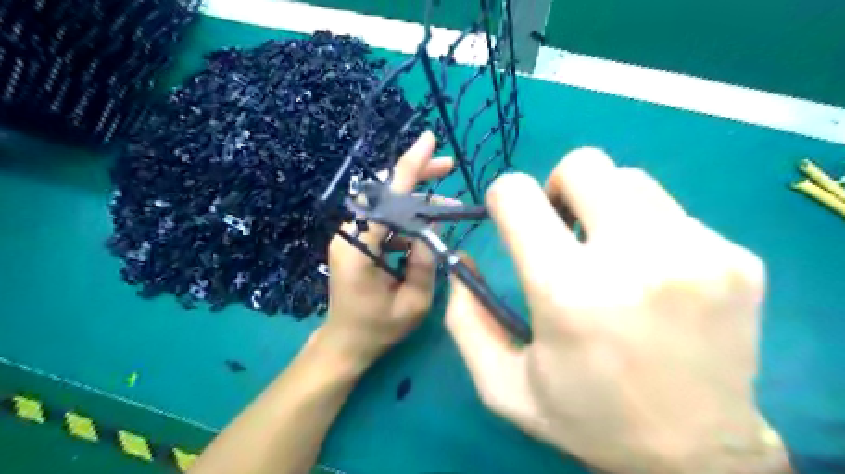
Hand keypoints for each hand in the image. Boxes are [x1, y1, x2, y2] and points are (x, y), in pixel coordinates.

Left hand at [322, 131, 455, 367]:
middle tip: (447, 166)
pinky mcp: (357, 242)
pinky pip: (385, 220)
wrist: (345, 343)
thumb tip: (433, 225)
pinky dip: (408, 219)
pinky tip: (427, 226)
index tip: (429, 140)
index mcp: (360, 247)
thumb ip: (425, 262)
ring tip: (448, 206)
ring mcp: (351, 236)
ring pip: (387, 205)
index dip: (410, 166)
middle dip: (417, 175)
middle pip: (386, 192)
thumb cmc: (379, 328)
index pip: (389, 197)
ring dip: (417, 202)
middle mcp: (351, 234)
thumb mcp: (414, 302)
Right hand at [445, 148, 788, 473]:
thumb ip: (465, 319)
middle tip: (562, 229)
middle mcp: (635, 260)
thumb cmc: (588, 418)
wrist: (697, 455)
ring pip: (628, 180)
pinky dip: (646, 228)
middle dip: (558, 188)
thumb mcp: (502, 386)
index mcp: (568, 292)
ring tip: (608, 252)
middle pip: (583, 165)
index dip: (504, 197)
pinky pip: (670, 210)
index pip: (517, 195)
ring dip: (604, 206)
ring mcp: (697, 253)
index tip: (512, 220)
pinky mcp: (737, 257)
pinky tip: (652, 273)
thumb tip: (464, 258)